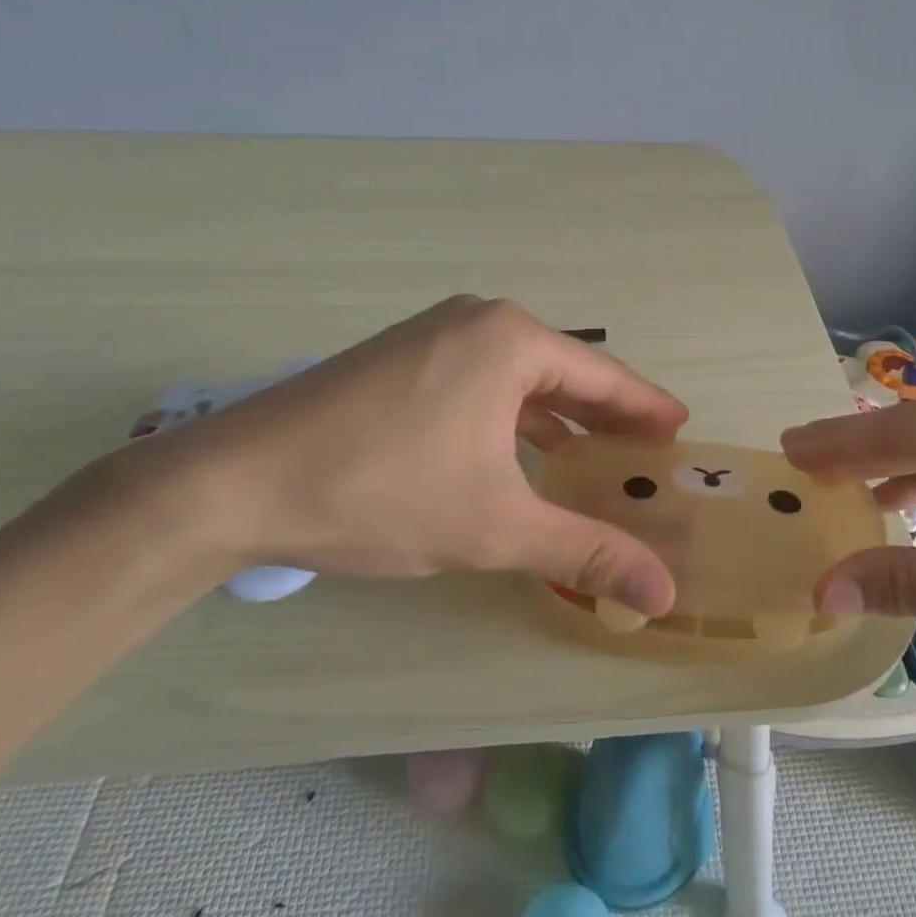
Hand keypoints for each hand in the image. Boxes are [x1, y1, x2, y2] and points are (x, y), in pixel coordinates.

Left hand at [97, 297, 688, 613]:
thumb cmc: (382, 491)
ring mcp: (433, 334)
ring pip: (518, 378)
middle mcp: (477, 321)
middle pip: (563, 372)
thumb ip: (585, 551)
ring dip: (556, 419)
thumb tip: (663, 596)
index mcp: (511, 340)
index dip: (645, 408)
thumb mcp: (495, 526)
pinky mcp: (401, 358)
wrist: (235, 480)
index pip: (603, 376)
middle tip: (643, 453)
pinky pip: (479, 382)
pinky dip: (510, 418)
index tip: (680, 430)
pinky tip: (517, 455)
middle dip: (604, 416)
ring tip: (590, 459)